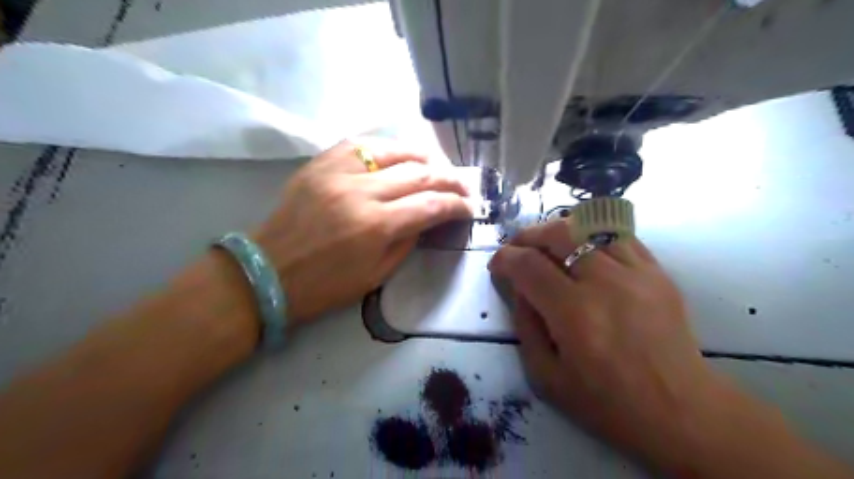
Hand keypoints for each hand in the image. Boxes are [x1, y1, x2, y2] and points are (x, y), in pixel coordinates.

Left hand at [256, 138, 477, 324]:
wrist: (268, 274)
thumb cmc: (324, 286)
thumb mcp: (376, 275)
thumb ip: (407, 242)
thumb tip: (427, 218)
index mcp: (376, 226)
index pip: (431, 205)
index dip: (457, 205)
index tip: (469, 207)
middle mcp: (360, 192)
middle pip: (418, 174)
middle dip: (448, 179)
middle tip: (462, 186)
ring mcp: (337, 173)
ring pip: (392, 150)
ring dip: (421, 156)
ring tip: (435, 165)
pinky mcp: (318, 165)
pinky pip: (358, 145)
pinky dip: (384, 148)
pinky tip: (396, 155)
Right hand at [491, 218, 737, 470]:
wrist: (679, 410)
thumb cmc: (607, 402)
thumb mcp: (545, 376)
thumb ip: (525, 325)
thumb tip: (519, 288)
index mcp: (574, 313)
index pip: (528, 265)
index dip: (504, 258)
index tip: (497, 266)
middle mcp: (605, 283)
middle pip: (558, 233)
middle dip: (528, 235)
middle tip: (517, 249)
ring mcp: (636, 273)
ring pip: (589, 227)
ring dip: (559, 232)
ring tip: (548, 246)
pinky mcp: (657, 273)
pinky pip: (619, 237)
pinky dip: (592, 237)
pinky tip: (584, 251)